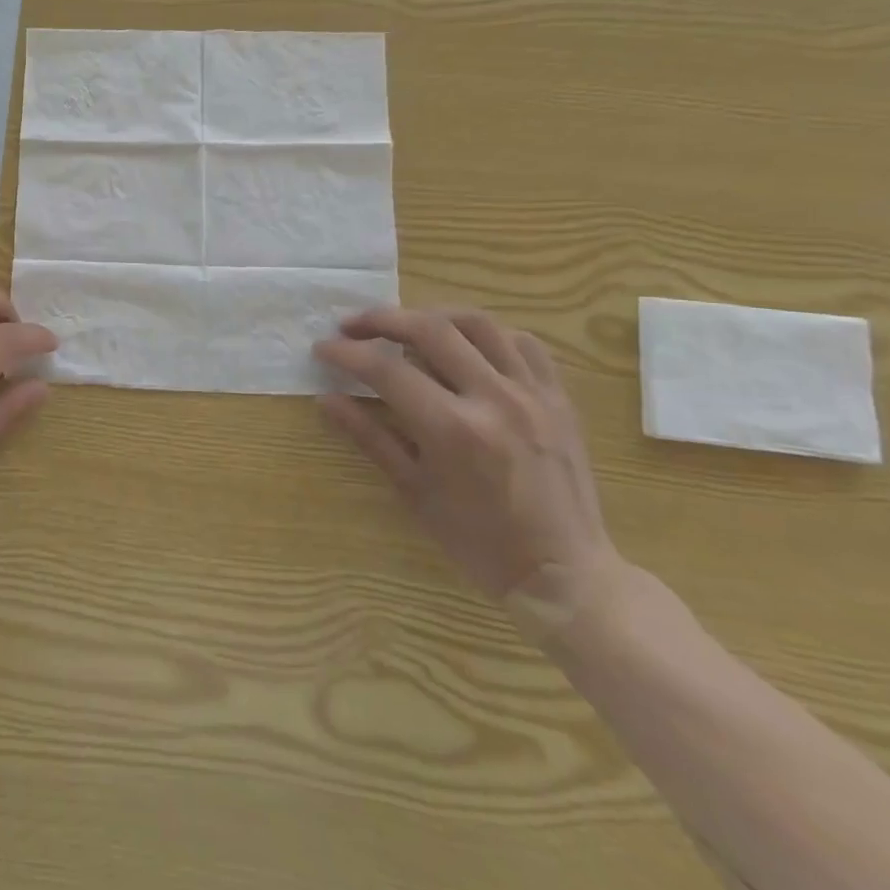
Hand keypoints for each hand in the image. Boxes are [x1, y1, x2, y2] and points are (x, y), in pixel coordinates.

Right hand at [315, 307, 622, 629]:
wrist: (566, 573)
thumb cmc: (478, 541)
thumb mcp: (413, 491)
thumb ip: (369, 437)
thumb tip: (326, 399)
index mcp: (453, 430)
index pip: (387, 370)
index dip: (347, 353)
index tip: (323, 349)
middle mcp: (494, 400)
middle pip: (430, 329)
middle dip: (382, 319)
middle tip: (352, 326)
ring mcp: (532, 394)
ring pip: (478, 324)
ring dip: (432, 316)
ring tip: (405, 327)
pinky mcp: (557, 397)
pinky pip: (522, 342)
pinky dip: (485, 334)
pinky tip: (464, 345)